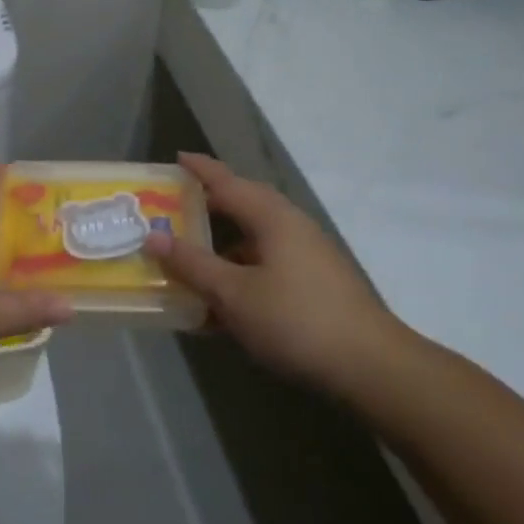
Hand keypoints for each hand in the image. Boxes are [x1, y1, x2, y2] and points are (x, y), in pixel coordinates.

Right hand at [142, 152, 407, 392]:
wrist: (370, 367)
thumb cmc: (295, 320)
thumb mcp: (233, 294)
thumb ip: (192, 264)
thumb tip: (153, 236)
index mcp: (272, 218)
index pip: (227, 182)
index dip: (200, 170)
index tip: (176, 157)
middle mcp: (291, 227)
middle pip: (244, 206)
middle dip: (209, 206)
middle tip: (174, 208)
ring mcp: (307, 256)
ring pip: (254, 240)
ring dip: (222, 247)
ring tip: (190, 261)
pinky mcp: (315, 283)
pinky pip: (266, 265)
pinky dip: (240, 273)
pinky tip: (221, 305)